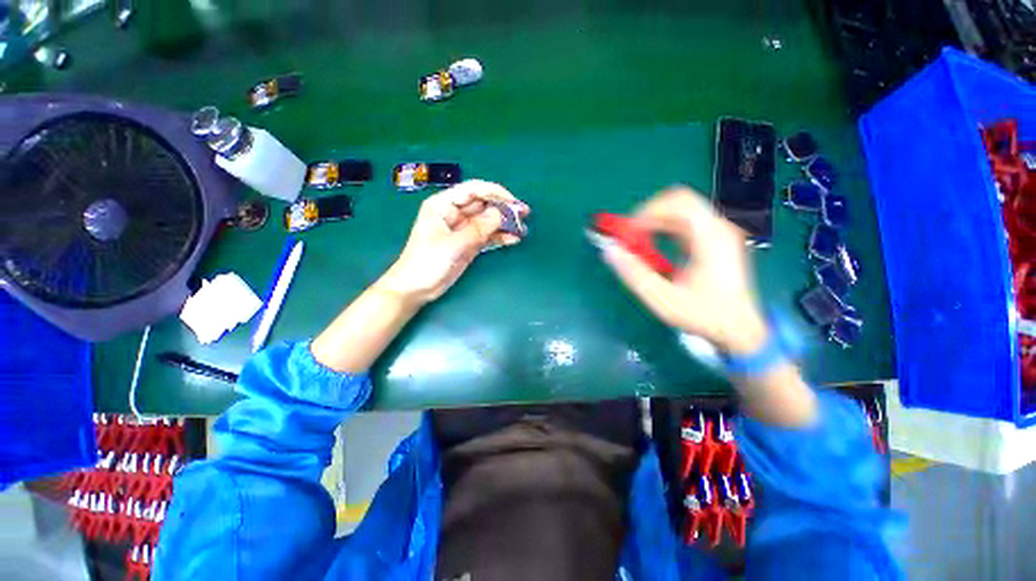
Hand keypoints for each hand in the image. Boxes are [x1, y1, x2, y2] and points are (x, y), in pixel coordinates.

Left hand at [376, 180, 529, 305]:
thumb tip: (501, 214)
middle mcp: (454, 213)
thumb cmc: (427, 262)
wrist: (417, 288)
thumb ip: (478, 228)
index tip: (512, 201)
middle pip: (483, 204)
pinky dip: (500, 237)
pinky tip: (513, 239)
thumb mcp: (453, 244)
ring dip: (504, 223)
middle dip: (503, 208)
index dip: (494, 192)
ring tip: (522, 229)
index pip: (472, 190)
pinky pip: (487, 236)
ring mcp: (463, 229)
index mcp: (443, 205)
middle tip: (524, 214)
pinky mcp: (469, 243)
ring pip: (487, 220)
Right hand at [599, 186, 768, 354]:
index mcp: (711, 238)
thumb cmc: (704, 315)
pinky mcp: (714, 238)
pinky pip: (684, 221)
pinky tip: (654, 245)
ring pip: (680, 209)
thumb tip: (610, 251)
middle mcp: (718, 228)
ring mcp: (718, 232)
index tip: (627, 234)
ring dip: (654, 221)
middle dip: (648, 213)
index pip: (678, 203)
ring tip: (638, 242)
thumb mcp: (663, 299)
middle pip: (679, 200)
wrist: (738, 328)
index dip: (646, 212)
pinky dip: (663, 228)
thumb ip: (634, 274)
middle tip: (631, 235)